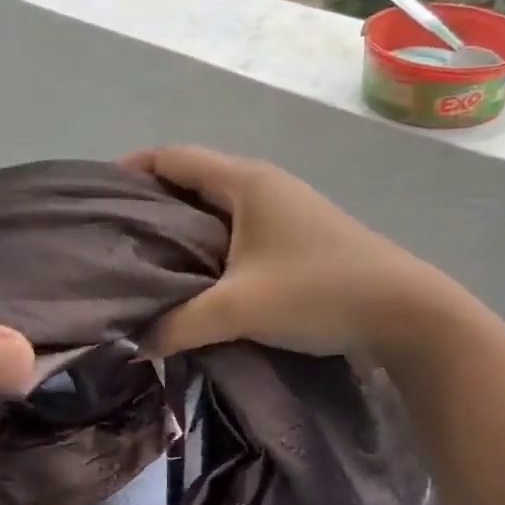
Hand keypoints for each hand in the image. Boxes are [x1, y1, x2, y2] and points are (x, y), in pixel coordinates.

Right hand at [120, 146, 452, 358]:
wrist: (408, 312)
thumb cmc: (318, 291)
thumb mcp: (239, 309)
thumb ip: (178, 325)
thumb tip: (130, 346)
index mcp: (244, 181)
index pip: (171, 157)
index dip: (130, 169)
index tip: (96, 198)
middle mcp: (262, 184)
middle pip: (190, 179)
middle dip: (149, 202)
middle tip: (113, 237)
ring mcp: (283, 208)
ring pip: (214, 206)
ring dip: (180, 226)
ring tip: (144, 259)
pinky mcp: (296, 235)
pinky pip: (236, 227)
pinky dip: (207, 242)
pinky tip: (194, 276)